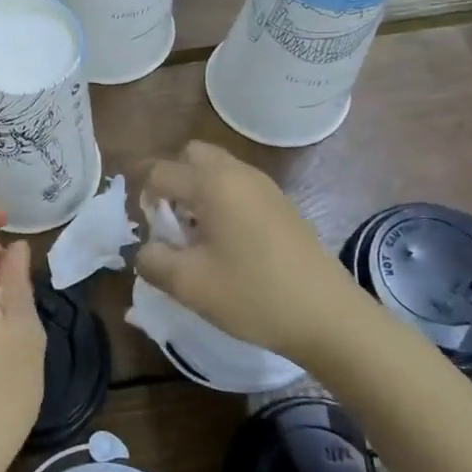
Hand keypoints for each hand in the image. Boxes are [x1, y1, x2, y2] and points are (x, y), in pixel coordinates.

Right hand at [136, 141, 362, 363]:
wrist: (329, 317)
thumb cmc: (254, 295)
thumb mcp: (189, 284)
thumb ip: (152, 260)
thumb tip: (145, 250)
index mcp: (212, 183)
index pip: (159, 171)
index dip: (142, 197)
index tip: (148, 231)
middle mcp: (238, 173)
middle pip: (191, 155)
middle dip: (172, 181)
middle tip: (171, 221)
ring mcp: (265, 187)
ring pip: (217, 170)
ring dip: (197, 192)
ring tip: (197, 236)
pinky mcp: (282, 205)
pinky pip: (239, 187)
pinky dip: (222, 202)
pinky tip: (227, 244)